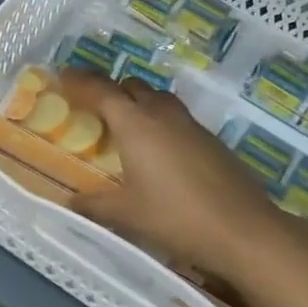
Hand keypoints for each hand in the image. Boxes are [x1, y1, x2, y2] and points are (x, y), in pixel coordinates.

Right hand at [69, 74, 297, 285]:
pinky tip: (160, 152)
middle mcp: (161, 114)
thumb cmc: (176, 217)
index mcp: (135, 124)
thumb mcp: (126, 215)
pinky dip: (161, 123)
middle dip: (111, 90)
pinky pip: (177, 118)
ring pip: (158, 99)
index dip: (80, 81)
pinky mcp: (211, 140)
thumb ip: (94, 205)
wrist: (244, 231)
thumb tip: (70, 203)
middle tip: (94, 107)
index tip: (63, 75)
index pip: (101, 91)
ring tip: (127, 127)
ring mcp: (190, 125)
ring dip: (139, 103)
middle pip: (131, 87)